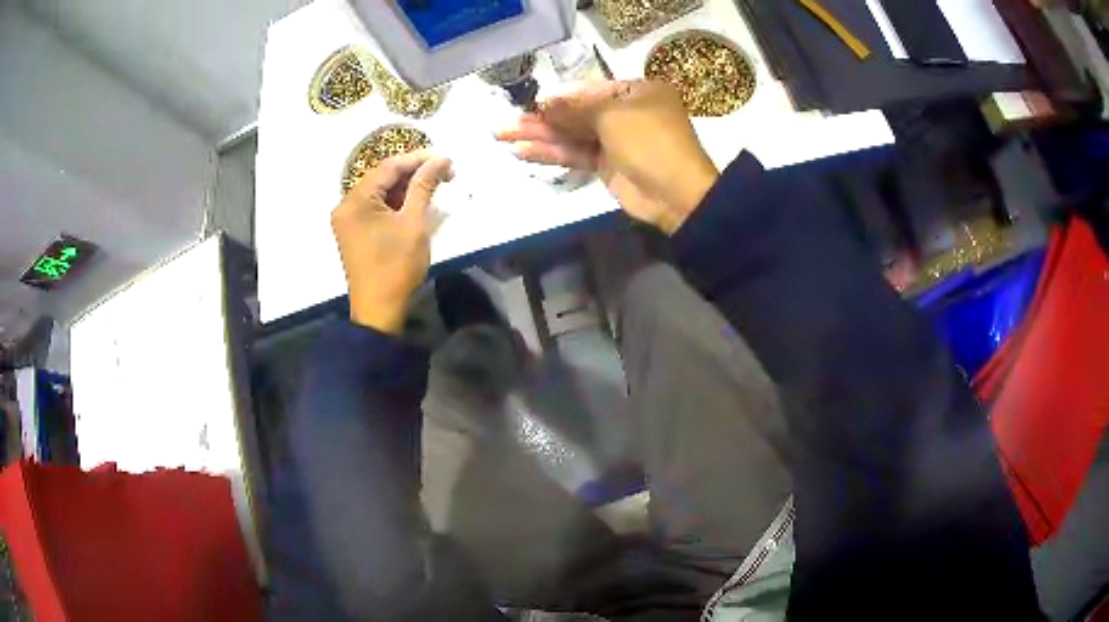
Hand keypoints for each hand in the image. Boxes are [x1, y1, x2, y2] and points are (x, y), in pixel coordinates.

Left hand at [331, 150, 453, 333]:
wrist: (378, 311)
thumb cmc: (396, 267)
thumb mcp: (414, 223)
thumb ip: (424, 186)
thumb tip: (441, 159)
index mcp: (355, 200)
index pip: (388, 167)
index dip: (418, 159)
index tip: (446, 160)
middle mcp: (346, 205)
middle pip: (382, 177)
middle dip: (413, 172)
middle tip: (444, 173)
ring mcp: (348, 219)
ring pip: (379, 191)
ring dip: (406, 187)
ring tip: (434, 186)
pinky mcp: (354, 231)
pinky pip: (375, 207)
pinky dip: (395, 202)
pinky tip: (416, 202)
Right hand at [496, 80, 718, 234]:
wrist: (676, 194)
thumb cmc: (650, 141)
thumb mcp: (613, 115)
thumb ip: (574, 108)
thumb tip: (544, 101)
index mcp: (635, 92)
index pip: (588, 90)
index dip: (557, 97)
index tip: (529, 103)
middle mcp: (624, 112)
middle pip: (575, 112)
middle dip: (540, 118)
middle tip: (504, 123)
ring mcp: (615, 140)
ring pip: (571, 134)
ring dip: (538, 136)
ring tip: (502, 136)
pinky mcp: (606, 165)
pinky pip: (574, 154)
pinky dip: (550, 153)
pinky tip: (521, 152)